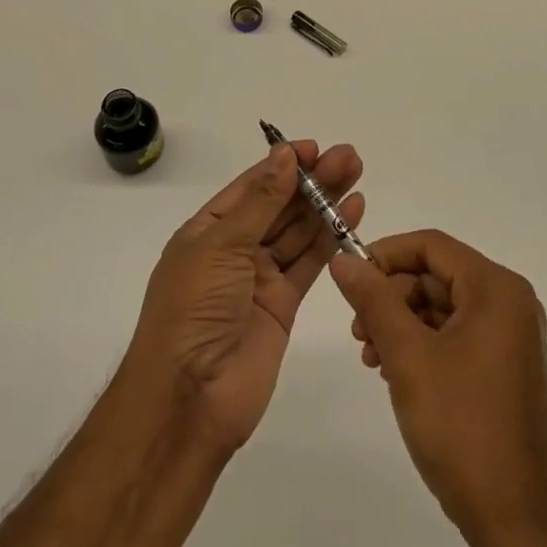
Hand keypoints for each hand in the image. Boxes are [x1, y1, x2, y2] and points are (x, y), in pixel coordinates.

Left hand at [127, 142, 364, 455]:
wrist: (189, 398)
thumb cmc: (193, 309)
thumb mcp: (221, 246)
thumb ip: (261, 202)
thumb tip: (285, 156)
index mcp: (208, 230)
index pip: (251, 186)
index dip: (282, 165)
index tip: (314, 148)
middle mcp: (234, 249)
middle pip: (280, 205)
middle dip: (313, 180)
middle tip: (349, 157)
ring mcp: (260, 277)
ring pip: (299, 230)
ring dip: (326, 202)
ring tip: (357, 173)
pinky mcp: (284, 304)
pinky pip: (310, 262)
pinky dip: (331, 237)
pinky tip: (352, 212)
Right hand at [329, 230, 546, 545]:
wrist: (518, 522)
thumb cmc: (462, 428)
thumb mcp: (408, 356)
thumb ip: (374, 300)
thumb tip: (343, 259)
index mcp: (496, 289)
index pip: (431, 246)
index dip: (386, 255)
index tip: (350, 280)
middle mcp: (509, 302)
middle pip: (436, 275)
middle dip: (391, 297)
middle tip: (357, 332)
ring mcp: (510, 336)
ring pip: (442, 306)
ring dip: (401, 323)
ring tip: (371, 357)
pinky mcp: (505, 366)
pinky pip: (456, 334)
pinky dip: (422, 344)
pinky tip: (395, 372)